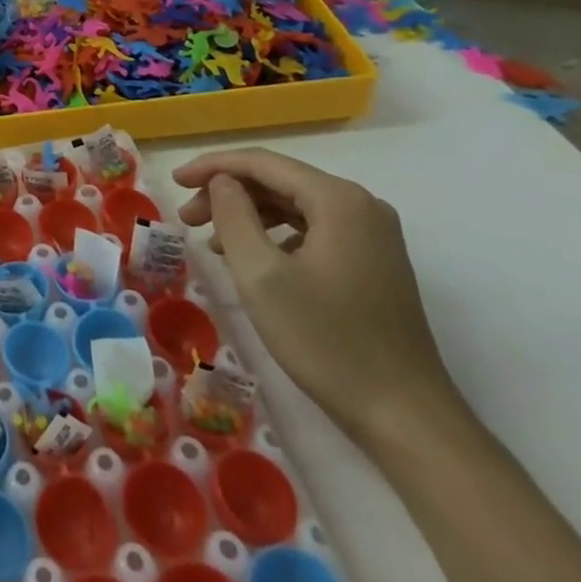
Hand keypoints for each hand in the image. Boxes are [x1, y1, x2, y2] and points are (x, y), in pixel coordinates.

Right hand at [173, 148, 460, 446]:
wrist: (406, 418)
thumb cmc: (326, 341)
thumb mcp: (261, 274)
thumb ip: (233, 215)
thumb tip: (223, 181)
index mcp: (337, 199)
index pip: (261, 163)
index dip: (212, 166)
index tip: (174, 180)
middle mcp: (361, 205)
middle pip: (278, 181)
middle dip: (227, 193)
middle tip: (187, 218)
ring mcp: (372, 235)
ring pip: (294, 206)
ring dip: (248, 215)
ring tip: (210, 242)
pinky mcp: (374, 262)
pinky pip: (312, 229)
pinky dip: (275, 235)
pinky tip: (251, 259)